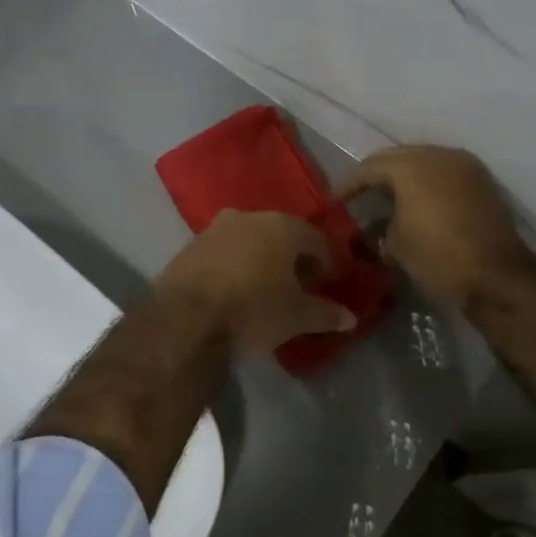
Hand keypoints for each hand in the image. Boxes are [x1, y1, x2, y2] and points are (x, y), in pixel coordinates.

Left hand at [157, 211, 356, 353]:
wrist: (185, 319)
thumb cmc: (253, 309)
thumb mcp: (296, 316)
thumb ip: (325, 314)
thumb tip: (350, 318)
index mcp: (281, 225)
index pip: (316, 239)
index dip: (327, 262)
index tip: (330, 283)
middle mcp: (248, 217)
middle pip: (281, 235)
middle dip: (293, 258)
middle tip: (301, 285)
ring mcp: (213, 230)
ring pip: (249, 241)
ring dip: (261, 260)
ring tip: (267, 289)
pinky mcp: (188, 248)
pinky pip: (222, 254)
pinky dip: (234, 267)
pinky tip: (235, 291)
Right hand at [337, 145, 531, 306]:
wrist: (498, 276)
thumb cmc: (438, 257)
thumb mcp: (396, 246)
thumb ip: (380, 228)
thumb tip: (376, 228)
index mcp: (411, 166)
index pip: (369, 167)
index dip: (349, 185)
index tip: (334, 201)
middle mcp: (438, 155)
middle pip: (397, 157)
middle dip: (375, 175)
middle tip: (358, 195)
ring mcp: (464, 165)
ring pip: (423, 161)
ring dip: (403, 176)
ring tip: (387, 198)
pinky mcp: (481, 181)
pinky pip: (444, 173)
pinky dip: (427, 182)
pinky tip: (417, 202)